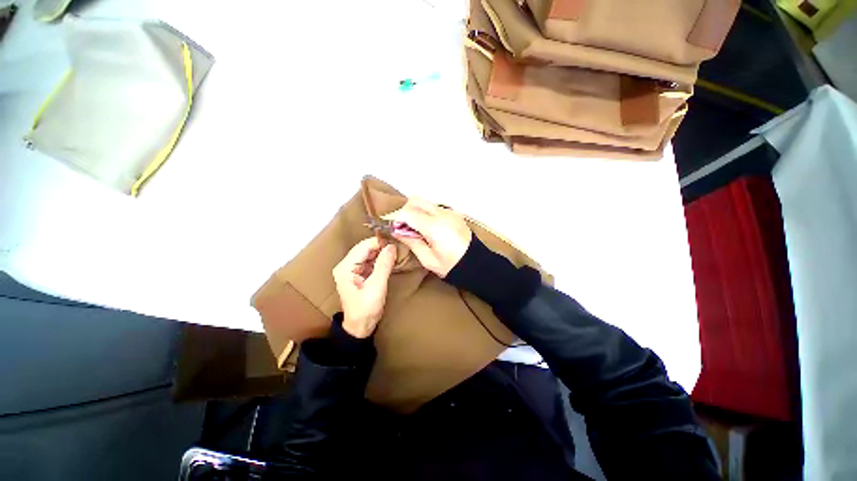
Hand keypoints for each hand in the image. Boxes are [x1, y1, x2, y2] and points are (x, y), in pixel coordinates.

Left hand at [333, 238, 396, 337]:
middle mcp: (346, 265)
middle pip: (366, 248)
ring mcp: (352, 269)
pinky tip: (390, 260)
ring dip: (382, 253)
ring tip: (396, 253)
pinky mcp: (359, 273)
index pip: (364, 246)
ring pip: (369, 253)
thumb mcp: (377, 287)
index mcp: (345, 267)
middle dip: (381, 247)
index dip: (379, 243)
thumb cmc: (365, 310)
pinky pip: (371, 261)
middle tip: (397, 248)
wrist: (360, 327)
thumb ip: (384, 265)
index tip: (395, 243)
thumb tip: (391, 247)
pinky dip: (381, 259)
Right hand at [384, 198, 471, 277]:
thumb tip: (397, 231)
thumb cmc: (451, 265)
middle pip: (415, 200)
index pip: (408, 212)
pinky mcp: (455, 213)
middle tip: (405, 227)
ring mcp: (450, 212)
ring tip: (418, 229)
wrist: (476, 264)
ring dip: (417, 211)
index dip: (397, 219)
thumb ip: (411, 242)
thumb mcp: (428, 259)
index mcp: (434, 227)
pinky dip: (428, 213)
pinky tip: (430, 228)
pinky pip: (436, 207)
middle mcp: (442, 214)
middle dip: (406, 211)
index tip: (396, 230)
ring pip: (426, 202)